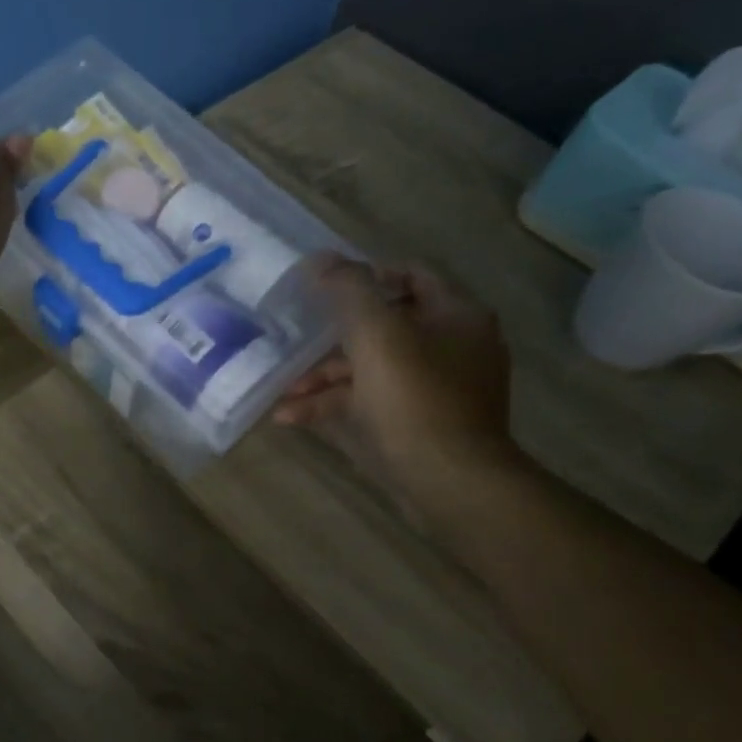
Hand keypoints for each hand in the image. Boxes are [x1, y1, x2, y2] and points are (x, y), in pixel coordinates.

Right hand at [274, 257, 524, 522]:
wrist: (450, 482)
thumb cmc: (414, 398)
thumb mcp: (375, 334)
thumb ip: (347, 289)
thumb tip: (320, 259)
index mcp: (456, 316)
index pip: (412, 275)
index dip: (367, 275)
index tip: (326, 289)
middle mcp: (454, 347)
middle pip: (385, 327)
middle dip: (332, 340)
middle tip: (297, 344)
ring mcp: (439, 390)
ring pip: (372, 370)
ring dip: (325, 380)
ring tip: (285, 395)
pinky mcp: (422, 425)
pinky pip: (373, 403)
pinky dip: (337, 407)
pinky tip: (293, 417)